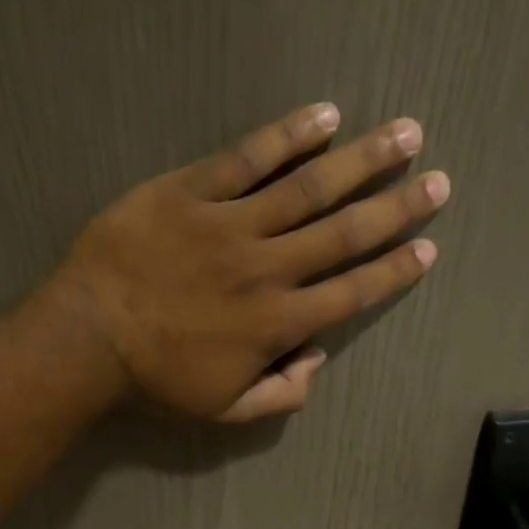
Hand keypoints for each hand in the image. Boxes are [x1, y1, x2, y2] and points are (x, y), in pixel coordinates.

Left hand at [52, 102, 448, 421]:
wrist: (90, 338)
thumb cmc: (158, 380)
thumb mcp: (225, 412)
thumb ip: (280, 394)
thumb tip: (315, 361)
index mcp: (278, 323)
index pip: (351, 292)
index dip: (394, 270)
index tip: (428, 248)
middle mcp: (268, 268)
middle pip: (345, 233)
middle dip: (397, 208)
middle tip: (438, 183)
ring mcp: (231, 224)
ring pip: (309, 187)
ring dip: (362, 160)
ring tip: (405, 135)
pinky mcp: (192, 191)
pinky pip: (249, 157)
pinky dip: (289, 136)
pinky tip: (325, 117)